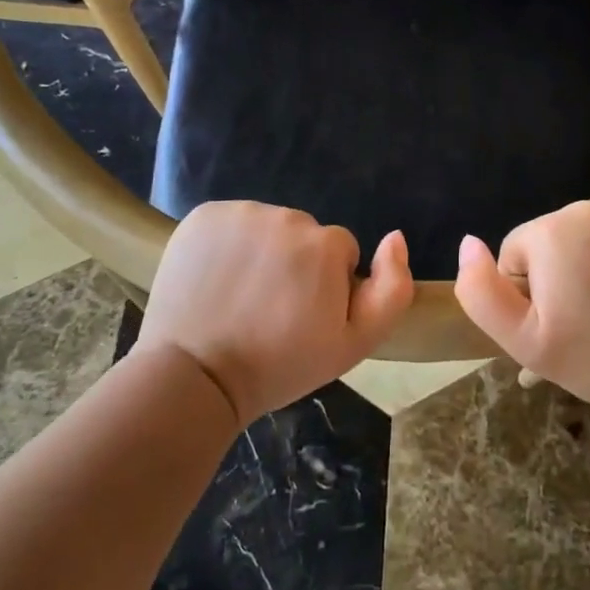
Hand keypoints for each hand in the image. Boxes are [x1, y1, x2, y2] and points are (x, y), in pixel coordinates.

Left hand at [135, 202, 413, 426]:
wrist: (194, 377)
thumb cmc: (280, 365)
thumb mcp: (353, 344)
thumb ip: (391, 290)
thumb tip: (396, 237)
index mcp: (325, 242)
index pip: (338, 251)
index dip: (325, 286)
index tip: (302, 316)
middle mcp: (286, 215)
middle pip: (302, 235)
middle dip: (294, 264)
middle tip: (271, 310)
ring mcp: (240, 212)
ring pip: (265, 227)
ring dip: (260, 252)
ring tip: (240, 298)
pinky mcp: (203, 215)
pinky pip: (229, 223)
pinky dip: (225, 245)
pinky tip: (215, 281)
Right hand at [454, 199, 589, 417]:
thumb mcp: (520, 339)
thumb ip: (479, 290)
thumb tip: (468, 243)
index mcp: (549, 232)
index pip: (517, 252)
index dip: (528, 291)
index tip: (555, 320)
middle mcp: (587, 207)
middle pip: (553, 236)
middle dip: (561, 269)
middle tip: (585, 314)